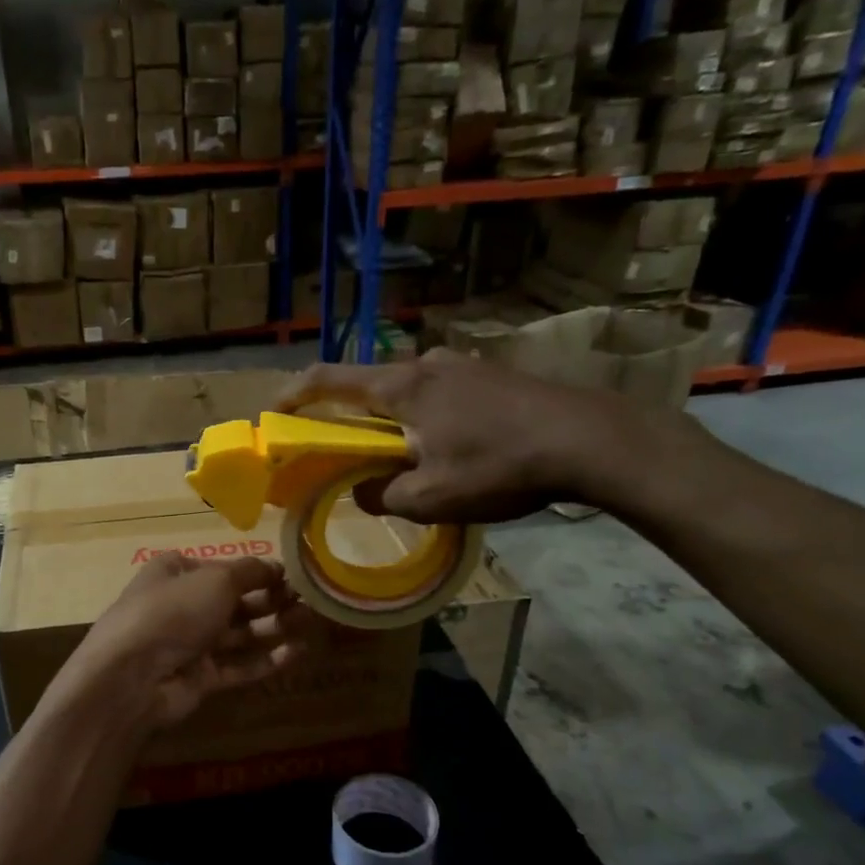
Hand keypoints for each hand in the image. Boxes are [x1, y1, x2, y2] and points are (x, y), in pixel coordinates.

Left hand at [56, 555, 315, 728]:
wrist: (132, 677)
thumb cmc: (173, 612)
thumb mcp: (216, 579)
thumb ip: (251, 572)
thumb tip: (276, 567)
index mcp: (176, 572)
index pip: (223, 567)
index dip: (258, 570)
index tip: (293, 574)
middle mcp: (182, 605)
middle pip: (235, 600)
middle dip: (272, 599)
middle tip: (311, 599)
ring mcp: (190, 643)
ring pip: (240, 633)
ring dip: (274, 626)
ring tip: (311, 622)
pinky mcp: (201, 677)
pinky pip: (239, 665)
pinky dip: (266, 659)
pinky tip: (297, 652)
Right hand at [276, 349, 661, 524]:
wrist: (591, 440)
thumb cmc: (500, 466)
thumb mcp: (431, 498)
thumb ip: (383, 496)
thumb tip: (362, 492)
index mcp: (401, 388)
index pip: (328, 380)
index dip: (293, 395)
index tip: (273, 413)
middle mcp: (427, 366)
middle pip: (368, 388)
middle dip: (347, 419)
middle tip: (342, 454)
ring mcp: (463, 367)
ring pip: (407, 395)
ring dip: (392, 424)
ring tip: (403, 461)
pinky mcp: (492, 377)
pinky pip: (439, 397)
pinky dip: (425, 421)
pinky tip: (449, 451)